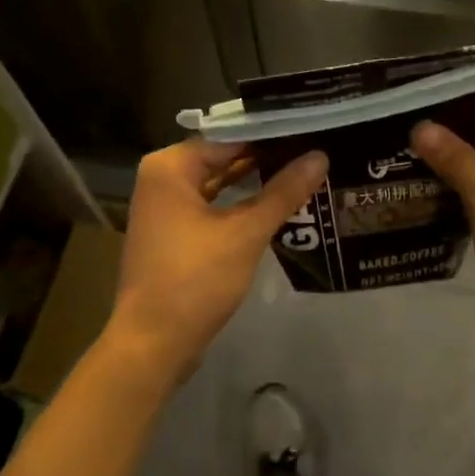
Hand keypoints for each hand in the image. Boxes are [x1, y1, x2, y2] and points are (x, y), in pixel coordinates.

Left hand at [109, 140, 327, 384]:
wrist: (153, 344)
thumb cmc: (195, 280)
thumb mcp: (245, 233)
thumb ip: (283, 192)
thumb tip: (321, 156)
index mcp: (169, 167)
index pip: (230, 137)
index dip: (271, 135)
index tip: (310, 131)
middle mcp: (162, 179)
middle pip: (223, 158)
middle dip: (265, 158)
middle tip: (313, 150)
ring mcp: (165, 208)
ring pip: (218, 184)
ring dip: (255, 182)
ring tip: (303, 172)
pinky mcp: (173, 233)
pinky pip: (212, 206)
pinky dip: (239, 205)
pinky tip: (275, 204)